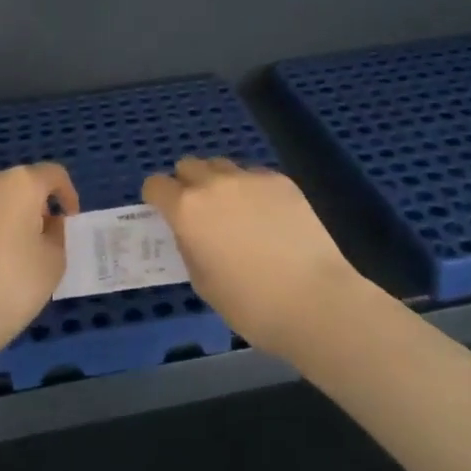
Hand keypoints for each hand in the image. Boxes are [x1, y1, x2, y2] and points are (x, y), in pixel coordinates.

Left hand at [0, 164, 78, 370]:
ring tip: (9, 253)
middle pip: (21, 185)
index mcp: (21, 183)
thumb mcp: (54, 262)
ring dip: (7, 216)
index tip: (69, 221)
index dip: (68, 194)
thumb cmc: (12, 286)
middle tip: (41, 239)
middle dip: (35, 206)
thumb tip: (46, 224)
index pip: (54, 174)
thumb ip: (57, 234)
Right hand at [141, 158, 368, 360]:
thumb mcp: (203, 282)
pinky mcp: (280, 180)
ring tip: (236, 213)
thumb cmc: (251, 305)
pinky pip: (254, 176)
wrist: (314, 300)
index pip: (156, 185)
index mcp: (187, 209)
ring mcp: (249, 177)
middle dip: (187, 184)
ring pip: (221, 166)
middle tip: (201, 214)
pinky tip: (268, 218)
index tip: (166, 215)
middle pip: (188, 166)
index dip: (157, 199)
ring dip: (218, 183)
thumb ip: (189, 245)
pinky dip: (251, 190)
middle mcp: (214, 183)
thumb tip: (192, 232)